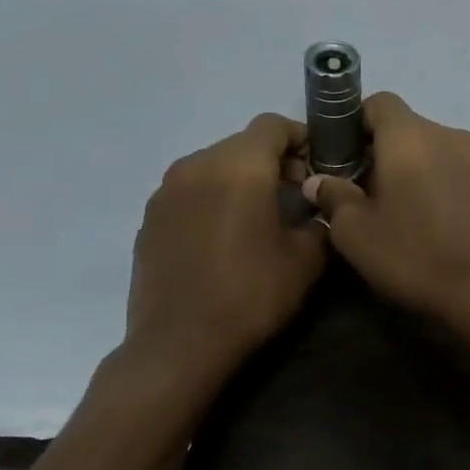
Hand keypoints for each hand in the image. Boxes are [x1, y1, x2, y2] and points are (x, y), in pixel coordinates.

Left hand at [122, 113, 325, 375]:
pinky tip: (225, 238)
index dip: (301, 138)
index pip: (273, 125)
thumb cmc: (250, 295)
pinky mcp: (150, 218)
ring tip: (260, 218)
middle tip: (297, 195)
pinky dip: (213, 200)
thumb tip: (318, 209)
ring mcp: (165, 191)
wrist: (179, 344)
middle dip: (273, 161)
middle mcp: (195, 165)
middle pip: (242, 144)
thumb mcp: (306, 261)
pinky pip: (190, 192)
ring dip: (241, 180)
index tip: (319, 165)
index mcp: (237, 167)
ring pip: (214, 166)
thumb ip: (320, 221)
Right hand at [302, 92, 469, 331]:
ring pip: (428, 149)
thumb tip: (319, 181)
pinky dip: (431, 182)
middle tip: (358, 190)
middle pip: (404, 126)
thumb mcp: (355, 232)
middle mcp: (448, 135)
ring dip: (406, 167)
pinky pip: (450, 169)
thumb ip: (333, 196)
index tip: (339, 157)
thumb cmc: (412, 256)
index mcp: (412, 136)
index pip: (379, 102)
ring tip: (391, 209)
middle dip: (377, 150)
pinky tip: (423, 220)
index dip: (353, 122)